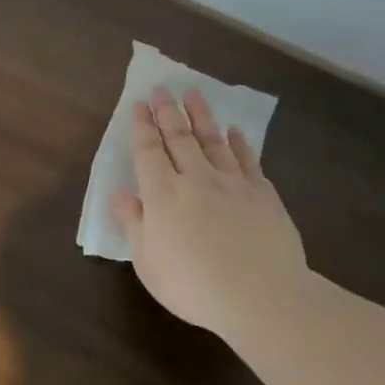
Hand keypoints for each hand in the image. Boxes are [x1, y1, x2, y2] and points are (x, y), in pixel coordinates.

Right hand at [111, 87, 308, 346]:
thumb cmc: (193, 285)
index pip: (148, 151)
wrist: (261, 296)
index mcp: (163, 194)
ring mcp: (232, 184)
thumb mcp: (147, 262)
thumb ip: (133, 223)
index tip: (140, 103)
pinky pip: (248, 160)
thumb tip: (121, 193)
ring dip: (202, 116)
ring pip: (213, 141)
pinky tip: (235, 132)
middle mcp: (196, 179)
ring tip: (194, 94)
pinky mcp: (263, 194)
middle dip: (168, 112)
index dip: (142, 126)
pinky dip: (240, 144)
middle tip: (162, 88)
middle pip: (179, 138)